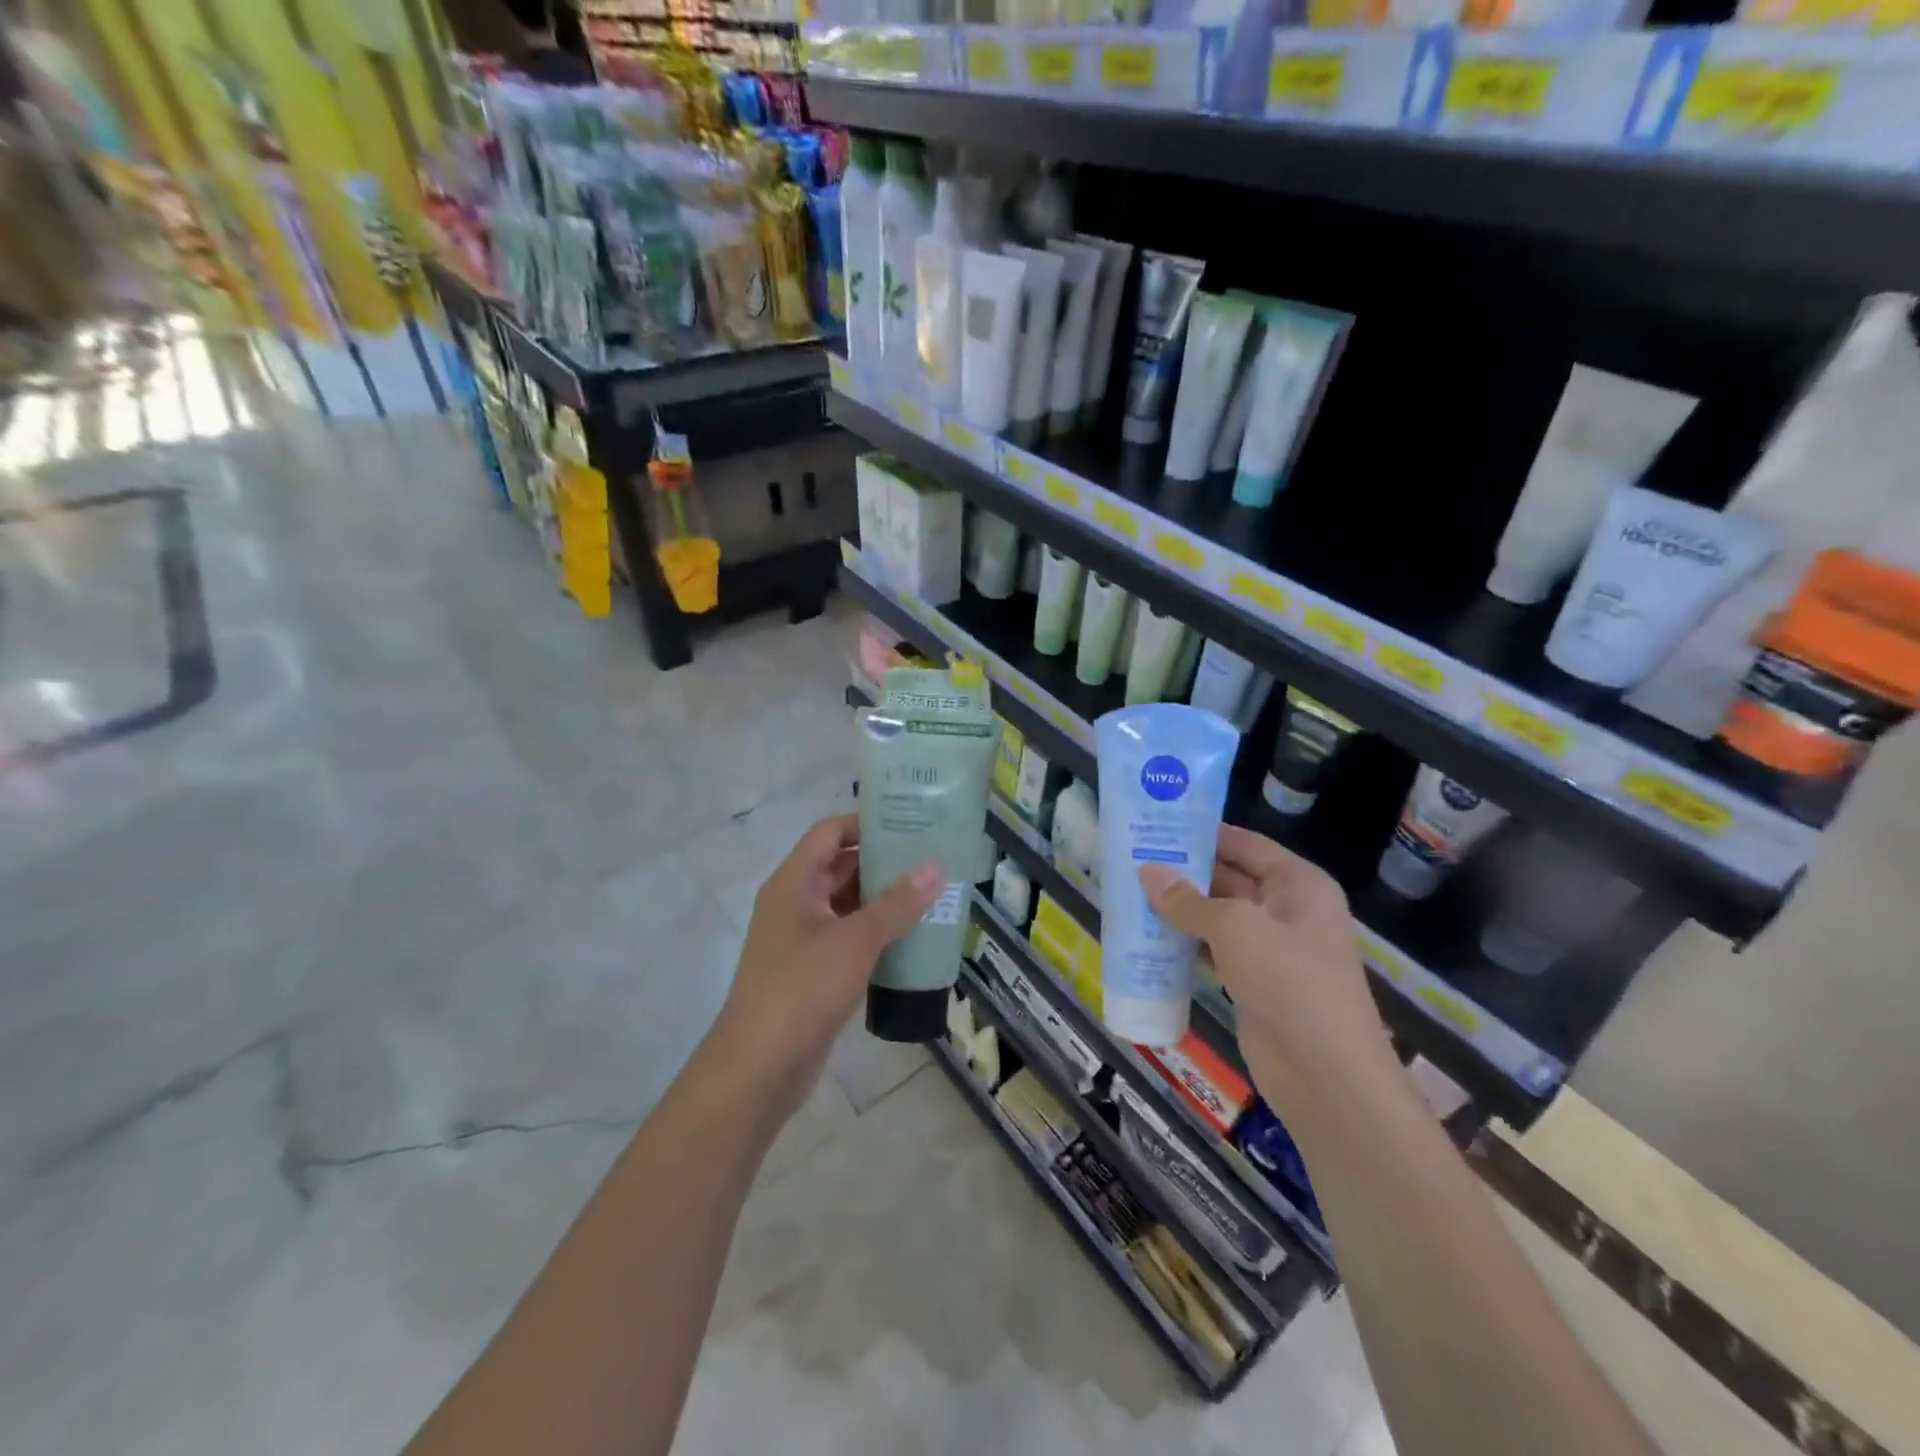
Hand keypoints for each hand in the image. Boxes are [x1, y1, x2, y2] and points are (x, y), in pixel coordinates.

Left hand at [707, 814, 942, 1118]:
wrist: (759, 1067)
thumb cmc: (802, 988)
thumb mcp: (855, 940)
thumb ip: (897, 904)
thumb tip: (935, 868)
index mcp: (793, 882)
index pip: (829, 832)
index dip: (865, 823)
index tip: (909, 823)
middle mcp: (794, 903)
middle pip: (840, 866)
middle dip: (883, 862)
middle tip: (931, 859)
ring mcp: (801, 939)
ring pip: (846, 905)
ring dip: (883, 900)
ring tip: (931, 895)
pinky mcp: (811, 972)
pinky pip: (847, 939)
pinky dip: (875, 934)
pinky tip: (911, 939)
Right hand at [1139, 827, 1395, 1118]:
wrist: (1326, 1074)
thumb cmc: (1288, 981)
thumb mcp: (1235, 928)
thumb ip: (1188, 900)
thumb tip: (1147, 872)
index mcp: (1298, 884)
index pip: (1245, 844)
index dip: (1204, 833)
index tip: (1158, 825)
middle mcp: (1288, 909)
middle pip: (1230, 878)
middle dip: (1186, 871)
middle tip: (1134, 858)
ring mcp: (1272, 949)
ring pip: (1219, 916)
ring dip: (1181, 908)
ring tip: (1132, 891)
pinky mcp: (1255, 982)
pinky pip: (1215, 950)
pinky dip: (1186, 942)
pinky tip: (1150, 936)